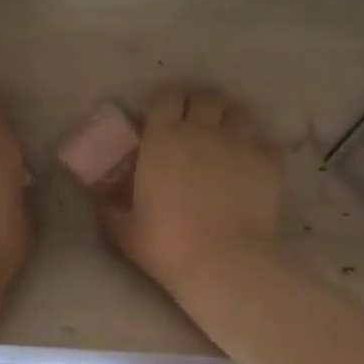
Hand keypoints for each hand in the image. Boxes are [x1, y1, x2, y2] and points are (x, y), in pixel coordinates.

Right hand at [101, 88, 281, 294]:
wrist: (225, 266)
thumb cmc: (167, 246)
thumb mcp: (124, 230)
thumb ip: (109, 207)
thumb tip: (96, 198)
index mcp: (163, 138)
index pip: (168, 97)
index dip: (169, 104)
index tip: (166, 118)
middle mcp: (201, 129)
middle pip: (206, 97)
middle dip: (201, 106)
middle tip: (198, 126)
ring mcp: (238, 142)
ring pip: (237, 112)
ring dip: (229, 122)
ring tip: (227, 141)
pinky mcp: (267, 160)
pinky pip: (263, 141)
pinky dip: (256, 149)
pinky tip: (251, 167)